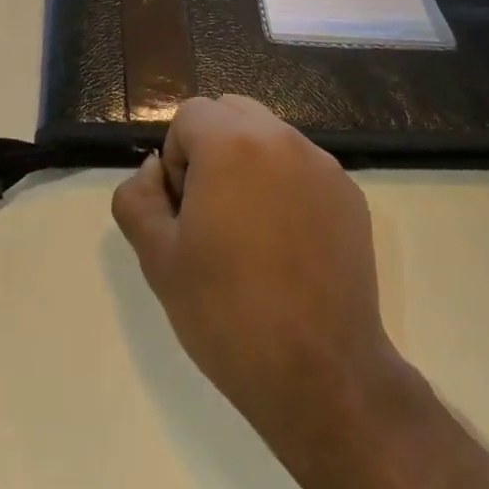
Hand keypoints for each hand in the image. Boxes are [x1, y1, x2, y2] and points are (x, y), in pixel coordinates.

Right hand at [111, 95, 425, 484]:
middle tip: (211, 213)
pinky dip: (285, 185)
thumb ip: (138, 196)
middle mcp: (282, 139)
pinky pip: (302, 167)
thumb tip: (156, 171)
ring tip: (249, 231)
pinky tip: (287, 245)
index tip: (184, 210)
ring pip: (269, 136)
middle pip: (231, 112)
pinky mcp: (350, 195)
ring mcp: (323, 166)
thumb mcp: (157, 258)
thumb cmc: (228, 313)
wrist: (323, 376)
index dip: (176, 158)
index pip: (189, 115)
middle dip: (211, 148)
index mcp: (232, 144)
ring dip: (249, 164)